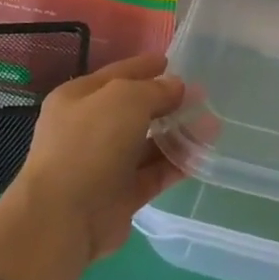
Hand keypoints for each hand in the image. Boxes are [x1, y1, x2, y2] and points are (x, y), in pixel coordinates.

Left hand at [13, 53, 187, 264]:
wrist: (64, 217)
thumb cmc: (90, 143)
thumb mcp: (125, 99)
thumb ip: (155, 90)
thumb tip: (176, 87)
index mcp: (78, 98)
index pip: (118, 75)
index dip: (146, 67)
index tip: (174, 62)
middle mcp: (89, 129)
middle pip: (136, 110)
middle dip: (169, 103)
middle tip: (204, 98)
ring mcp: (105, 164)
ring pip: (149, 144)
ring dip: (179, 134)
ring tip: (213, 127)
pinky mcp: (121, 195)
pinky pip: (154, 173)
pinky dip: (176, 165)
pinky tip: (202, 156)